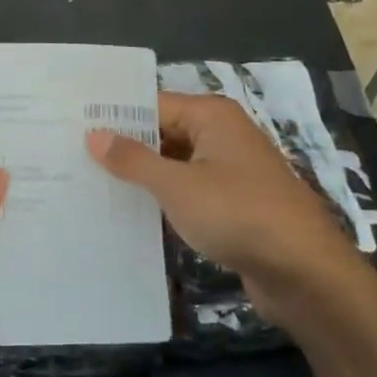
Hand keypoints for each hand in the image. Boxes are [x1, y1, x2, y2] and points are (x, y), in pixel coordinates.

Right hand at [86, 92, 371, 330]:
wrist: (304, 271)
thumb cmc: (239, 214)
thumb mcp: (178, 185)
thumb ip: (134, 160)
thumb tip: (94, 135)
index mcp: (212, 117)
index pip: (152, 105)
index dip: (114, 117)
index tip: (72, 127)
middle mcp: (222, 136)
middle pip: (163, 133)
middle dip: (124, 148)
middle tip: (71, 158)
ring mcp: (229, 172)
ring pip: (174, 165)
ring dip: (141, 177)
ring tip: (90, 186)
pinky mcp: (232, 205)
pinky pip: (188, 193)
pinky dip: (163, 200)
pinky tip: (128, 214)